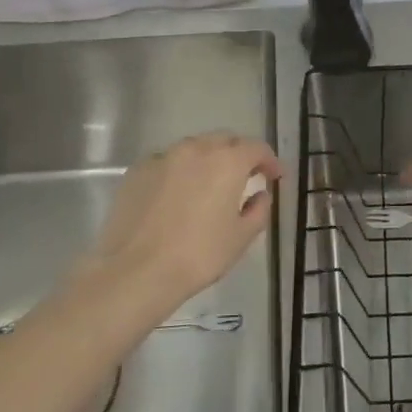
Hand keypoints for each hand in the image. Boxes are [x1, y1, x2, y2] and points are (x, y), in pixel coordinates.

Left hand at [91, 133, 281, 311]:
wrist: (136, 271)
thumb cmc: (199, 255)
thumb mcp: (241, 237)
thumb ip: (259, 210)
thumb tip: (259, 194)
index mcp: (228, 161)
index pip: (257, 148)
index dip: (270, 161)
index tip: (275, 176)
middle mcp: (196, 149)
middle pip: (224, 141)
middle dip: (238, 155)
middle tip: (244, 177)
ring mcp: (163, 157)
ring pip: (193, 149)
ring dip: (207, 160)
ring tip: (208, 186)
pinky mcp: (137, 170)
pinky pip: (166, 163)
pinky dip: (178, 172)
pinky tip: (175, 196)